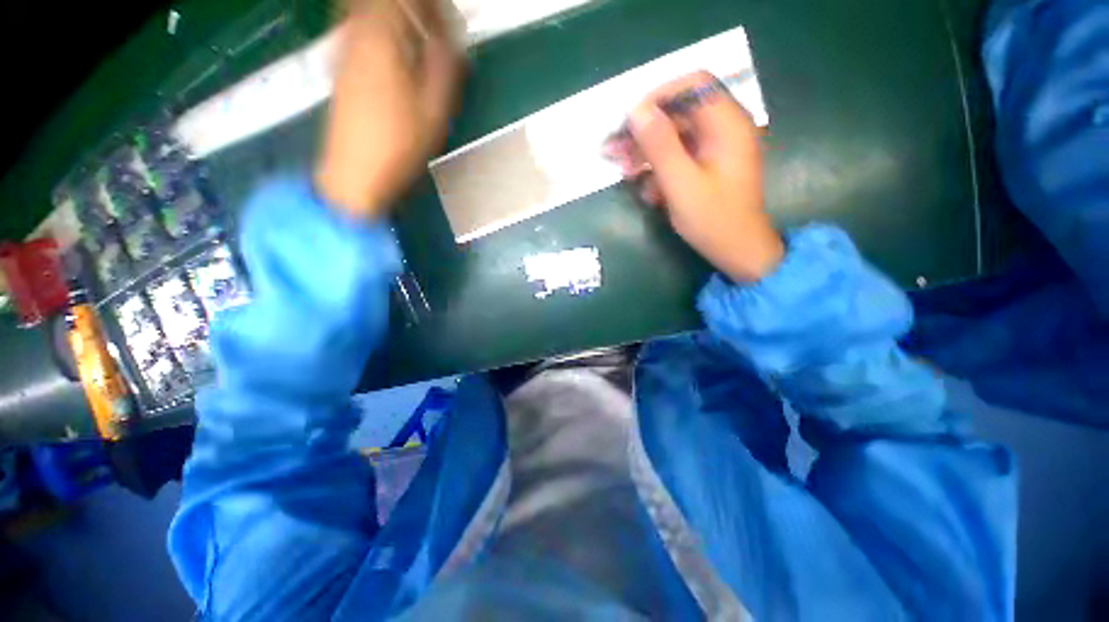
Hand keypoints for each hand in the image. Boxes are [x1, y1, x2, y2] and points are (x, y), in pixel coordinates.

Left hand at [316, 0, 463, 219]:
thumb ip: (444, 68)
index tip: (448, 19)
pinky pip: (361, 30)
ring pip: (369, 13)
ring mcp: (344, 50)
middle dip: (413, 8)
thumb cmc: (398, 145)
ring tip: (422, 40)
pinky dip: (383, 32)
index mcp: (381, 38)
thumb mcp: (434, 111)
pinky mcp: (341, 68)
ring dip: (398, 18)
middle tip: (436, 26)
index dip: (429, 5)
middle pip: (381, 2)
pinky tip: (400, 56)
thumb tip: (451, 41)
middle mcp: (356, 34)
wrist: (355, 173)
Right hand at [607, 72, 782, 282]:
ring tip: (623, 171)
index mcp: (727, 124)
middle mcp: (723, 128)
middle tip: (613, 150)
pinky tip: (646, 190)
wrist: (737, 251)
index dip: (658, 97)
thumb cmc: (713, 220)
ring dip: (646, 152)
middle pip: (678, 113)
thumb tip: (637, 111)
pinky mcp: (706, 166)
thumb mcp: (681, 184)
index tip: (630, 121)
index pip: (693, 86)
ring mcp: (714, 148)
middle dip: (644, 131)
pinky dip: (658, 169)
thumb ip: (660, 146)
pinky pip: (678, 157)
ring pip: (674, 136)